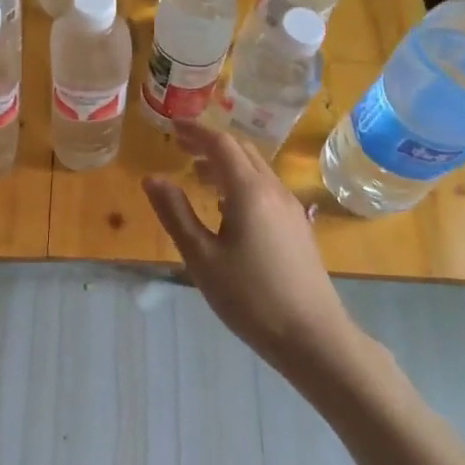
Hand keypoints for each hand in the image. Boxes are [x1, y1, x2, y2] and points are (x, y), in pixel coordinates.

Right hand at [142, 120, 350, 366]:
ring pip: (256, 168)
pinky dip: (241, 181)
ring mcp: (290, 207)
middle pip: (242, 150)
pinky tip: (227, 207)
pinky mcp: (297, 226)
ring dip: (226, 162)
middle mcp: (273, 189)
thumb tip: (152, 178)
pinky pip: (266, 187)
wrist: (313, 337)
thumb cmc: (250, 298)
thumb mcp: (202, 258)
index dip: (195, 131)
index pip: (221, 143)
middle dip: (210, 142)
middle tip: (181, 147)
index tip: (171, 127)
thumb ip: (175, 213)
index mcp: (249, 191)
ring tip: (198, 175)